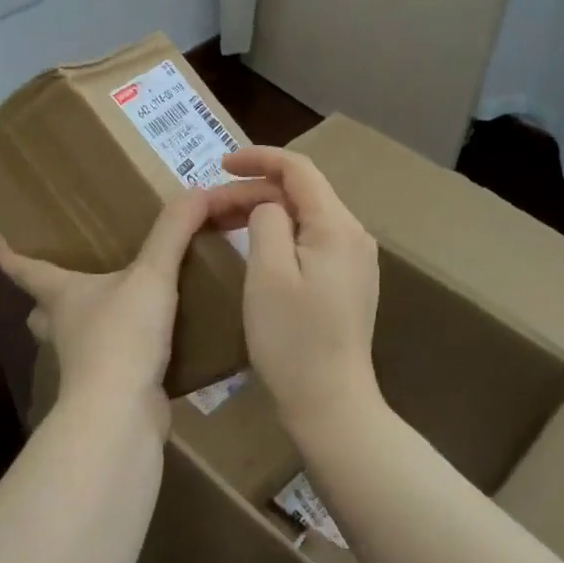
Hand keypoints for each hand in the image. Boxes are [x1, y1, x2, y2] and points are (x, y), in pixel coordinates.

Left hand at [0, 186, 270, 427]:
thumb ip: (173, 233)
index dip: (14, 259)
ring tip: (110, 313)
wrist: (121, 413)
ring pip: (73, 341)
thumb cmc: (122, 335)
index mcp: (63, 296)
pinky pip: (109, 365)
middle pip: (43, 312)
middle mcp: (65, 329)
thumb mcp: (151, 276)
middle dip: (47, 302)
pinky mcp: (107, 390)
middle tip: (62, 287)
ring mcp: (82, 364)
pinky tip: (147, 348)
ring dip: (84, 329)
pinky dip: (121, 356)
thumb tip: (197, 192)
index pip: (29, 271)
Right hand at [222, 146, 382, 440]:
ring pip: (304, 217)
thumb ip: (265, 221)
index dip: (258, 158)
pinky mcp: (347, 282)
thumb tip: (267, 206)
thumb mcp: (267, 273)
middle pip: (300, 192)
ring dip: (263, 212)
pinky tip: (253, 246)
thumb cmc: (292, 339)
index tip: (219, 165)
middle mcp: (353, 235)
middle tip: (209, 206)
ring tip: (223, 222)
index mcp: (336, 226)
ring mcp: (354, 261)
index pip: (298, 169)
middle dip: (253, 191)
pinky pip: (310, 240)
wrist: (331, 404)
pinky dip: (278, 234)